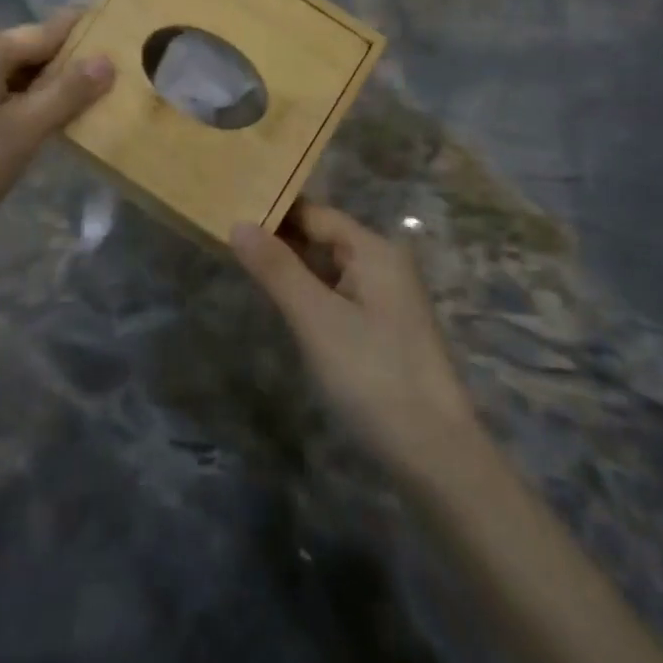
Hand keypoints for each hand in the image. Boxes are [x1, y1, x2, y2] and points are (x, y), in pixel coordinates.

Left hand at [0, 11, 112, 256]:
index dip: (80, 35)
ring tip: (69, 107)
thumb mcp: (25, 132)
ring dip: (33, 86)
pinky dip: (6, 99)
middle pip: (21, 50)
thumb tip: (107, 60)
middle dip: (58, 67)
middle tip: (99, 84)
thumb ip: (68, 93)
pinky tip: (22, 123)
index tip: (112, 34)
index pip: (44, 32)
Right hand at [232, 204, 477, 472]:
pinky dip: (311, 292)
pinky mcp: (385, 329)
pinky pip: (340, 294)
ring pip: (331, 267)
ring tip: (245, 263)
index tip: (230, 210)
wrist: (434, 452)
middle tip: (228, 237)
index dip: (275, 211)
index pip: (316, 214)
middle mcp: (385, 264)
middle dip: (281, 238)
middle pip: (325, 237)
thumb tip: (238, 223)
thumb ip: (276, 268)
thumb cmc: (372, 374)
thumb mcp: (316, 318)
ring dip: (294, 266)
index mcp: (374, 251)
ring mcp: (388, 298)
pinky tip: (286, 303)